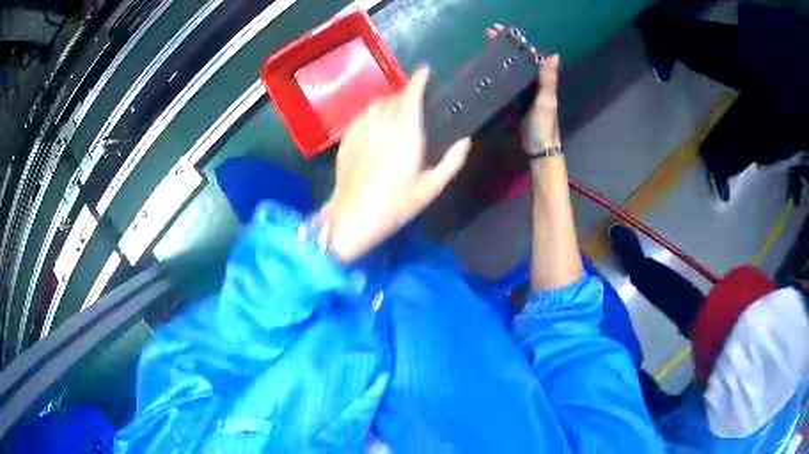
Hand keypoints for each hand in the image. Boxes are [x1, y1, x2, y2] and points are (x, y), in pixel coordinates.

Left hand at [323, 68, 471, 262]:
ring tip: (393, 110)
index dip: (418, 82)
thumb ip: (451, 163)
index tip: (424, 72)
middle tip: (413, 99)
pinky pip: (359, 118)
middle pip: (393, 99)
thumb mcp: (430, 189)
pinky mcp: (346, 142)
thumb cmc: (396, 206)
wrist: (353, 220)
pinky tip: (372, 123)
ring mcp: (361, 133)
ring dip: (387, 103)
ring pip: (375, 106)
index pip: (411, 98)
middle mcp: (382, 128)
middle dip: (405, 94)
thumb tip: (465, 141)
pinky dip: (369, 114)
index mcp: (406, 136)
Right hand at [485, 24, 560, 153]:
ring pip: (512, 68)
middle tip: (488, 34)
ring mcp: (524, 91)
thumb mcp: (546, 101)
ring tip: (486, 45)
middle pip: (518, 58)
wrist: (539, 147)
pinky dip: (500, 72)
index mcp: (541, 79)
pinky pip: (508, 81)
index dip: (515, 41)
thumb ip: (549, 79)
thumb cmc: (544, 124)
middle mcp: (533, 82)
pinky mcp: (516, 101)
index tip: (500, 30)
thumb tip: (554, 55)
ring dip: (501, 56)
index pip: (528, 54)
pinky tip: (489, 68)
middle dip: (505, 45)